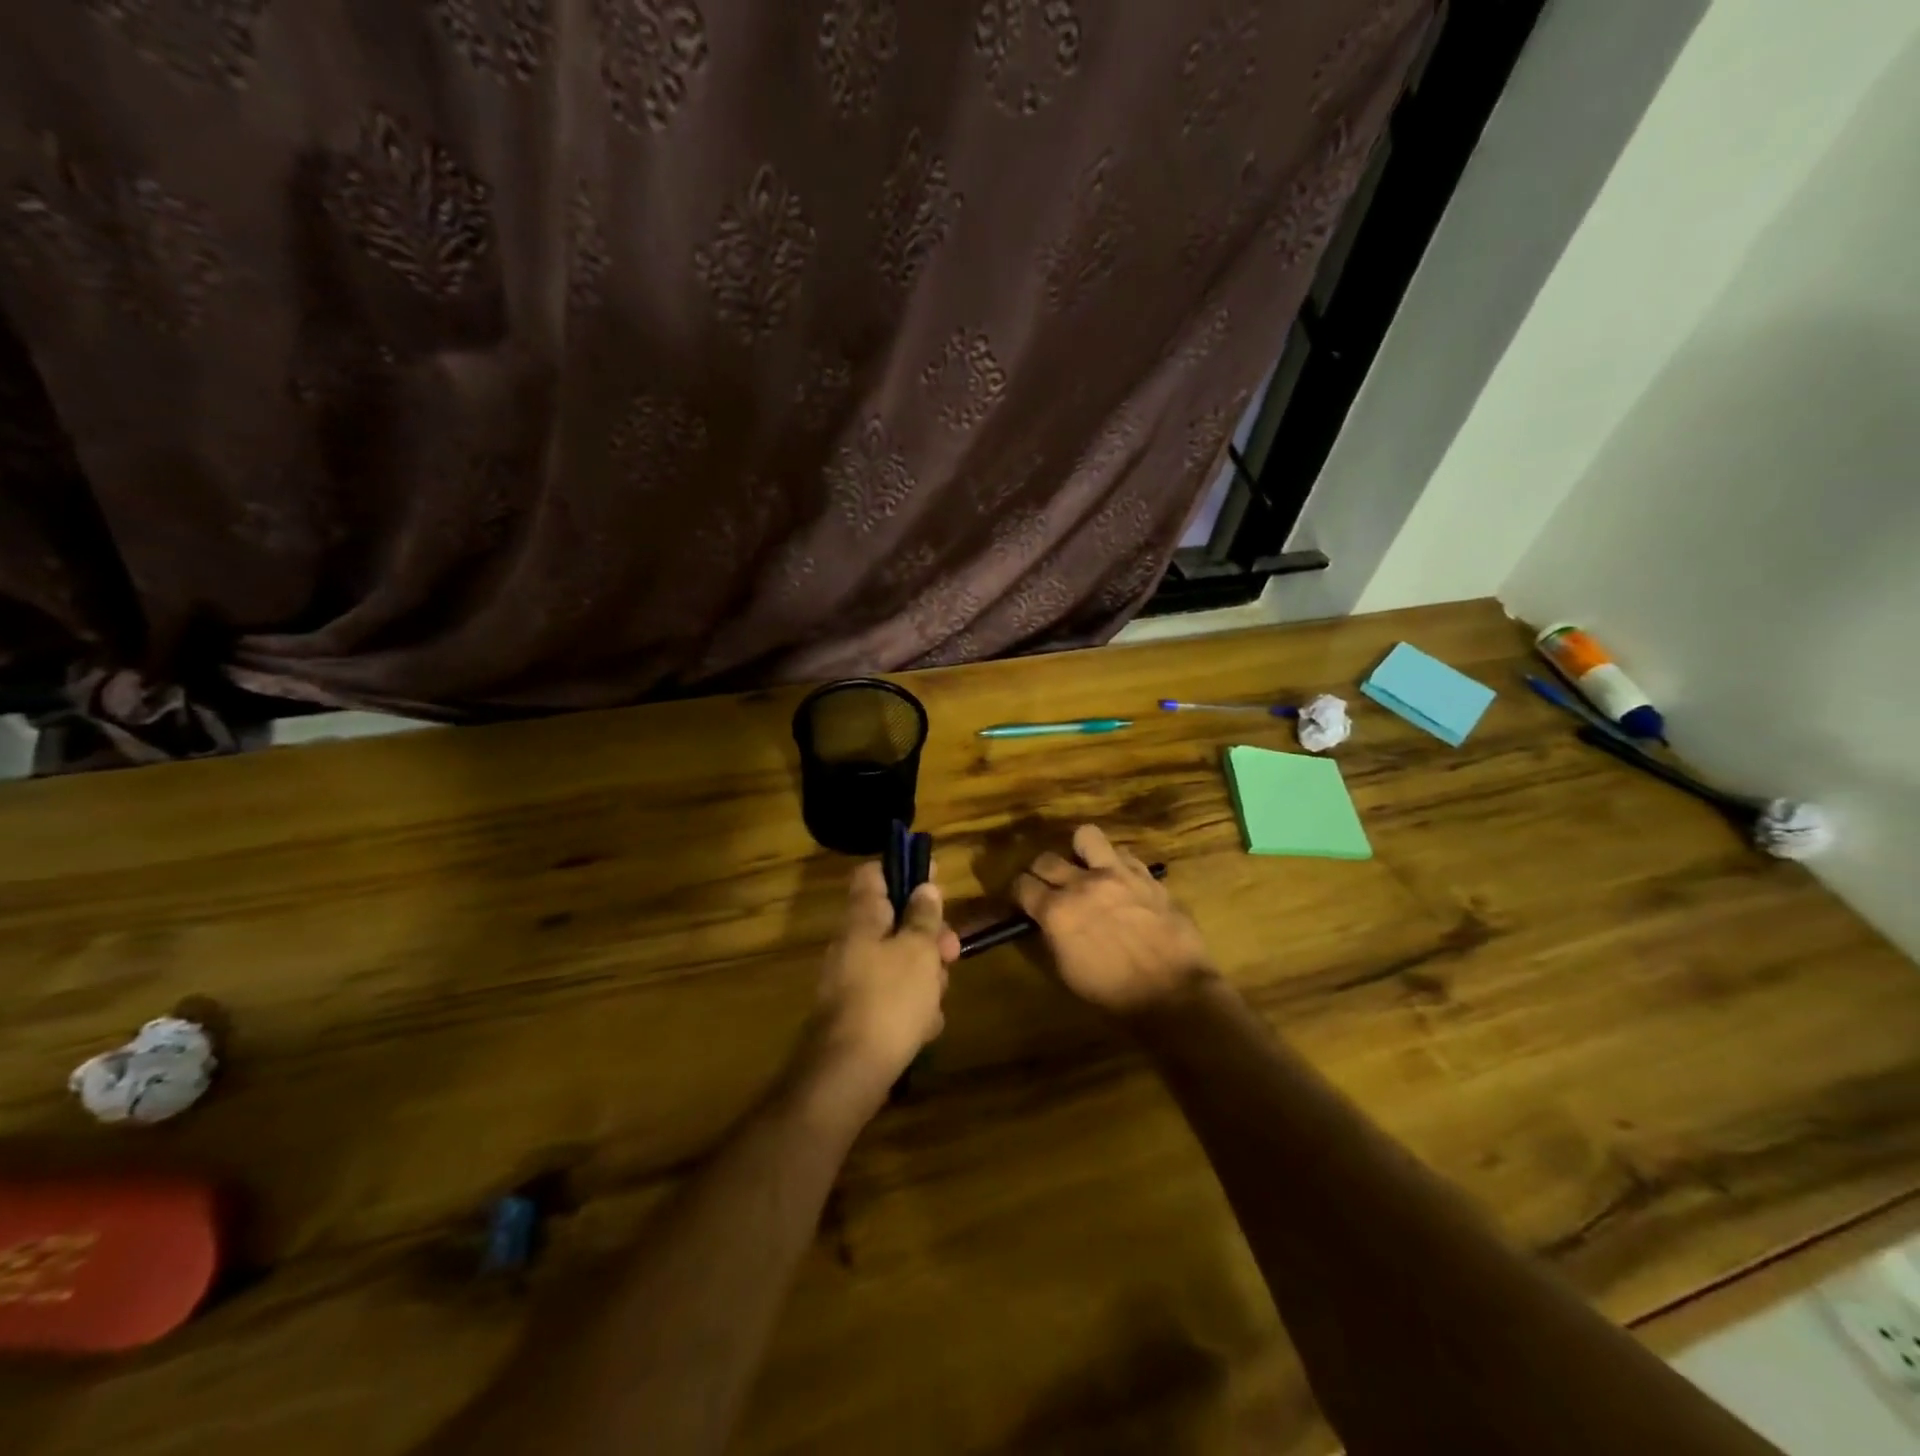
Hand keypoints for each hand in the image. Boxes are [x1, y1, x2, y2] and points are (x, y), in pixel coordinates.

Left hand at [806, 861, 959, 1110]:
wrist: (849, 1073)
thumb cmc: (889, 1000)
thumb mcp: (918, 951)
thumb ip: (923, 917)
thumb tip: (924, 887)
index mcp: (862, 919)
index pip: (873, 874)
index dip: (903, 870)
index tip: (933, 880)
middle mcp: (852, 944)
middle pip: (894, 922)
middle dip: (927, 936)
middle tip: (951, 952)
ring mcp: (852, 981)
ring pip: (898, 962)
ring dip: (925, 976)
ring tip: (937, 1000)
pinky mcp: (858, 1015)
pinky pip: (892, 998)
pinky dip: (911, 1007)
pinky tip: (924, 1027)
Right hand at [1014, 824, 1216, 1015]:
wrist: (1174, 992)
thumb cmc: (1115, 995)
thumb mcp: (1068, 973)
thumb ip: (1053, 938)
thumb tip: (1046, 922)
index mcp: (1057, 912)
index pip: (1022, 886)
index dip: (1019, 893)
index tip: (1024, 900)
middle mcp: (1082, 884)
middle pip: (1046, 859)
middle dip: (1041, 872)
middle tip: (1049, 885)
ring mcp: (1116, 874)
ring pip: (1086, 836)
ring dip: (1079, 849)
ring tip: (1084, 865)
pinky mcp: (1145, 875)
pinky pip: (1123, 853)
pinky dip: (1116, 863)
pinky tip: (1120, 879)